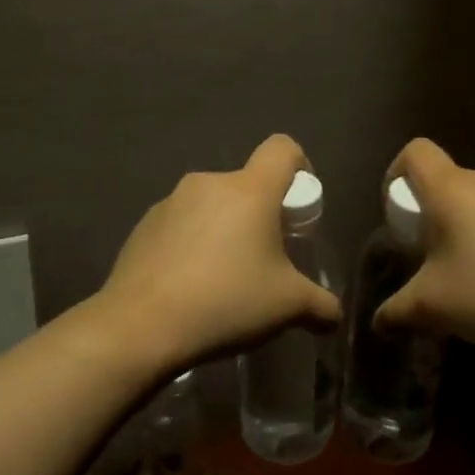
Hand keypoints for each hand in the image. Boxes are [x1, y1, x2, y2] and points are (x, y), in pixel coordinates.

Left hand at [92, 134, 340, 373]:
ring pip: (211, 206)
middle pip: (247, 185)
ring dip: (224, 230)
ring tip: (223, 280)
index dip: (299, 167)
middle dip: (260, 216)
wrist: (141, 326)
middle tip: (264, 260)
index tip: (299, 208)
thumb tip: (333, 316)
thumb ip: (320, 305)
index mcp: (249, 190)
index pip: (282, 149)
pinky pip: (180, 225)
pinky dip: (191, 245)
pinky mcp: (143, 225)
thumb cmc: (227, 302)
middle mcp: (208, 183)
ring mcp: (170, 202)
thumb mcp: (288, 307)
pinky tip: (188, 286)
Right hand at [375, 138, 474, 363]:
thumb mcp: (433, 308)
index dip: (396, 174)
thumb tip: (379, 322)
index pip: (415, 151)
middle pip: (446, 182)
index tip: (399, 216)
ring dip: (464, 231)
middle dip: (431, 217)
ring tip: (470, 278)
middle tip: (432, 260)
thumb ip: (396, 312)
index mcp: (453, 188)